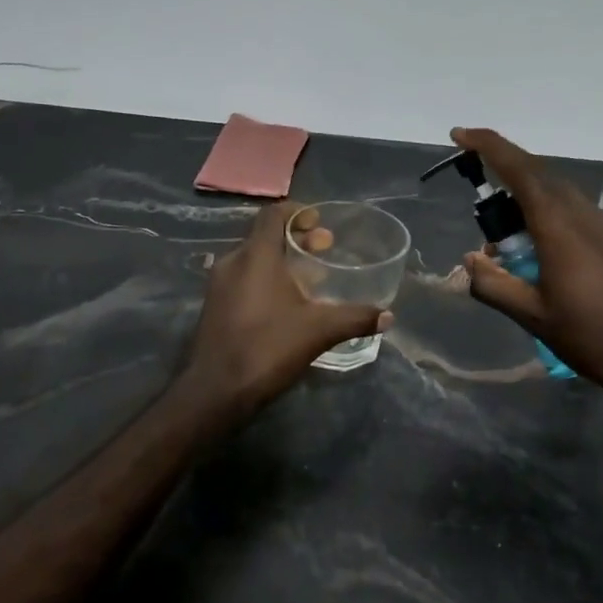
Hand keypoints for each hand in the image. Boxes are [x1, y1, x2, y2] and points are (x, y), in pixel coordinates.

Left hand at [180, 200, 392, 416]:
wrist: (216, 391)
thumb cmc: (267, 348)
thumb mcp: (319, 331)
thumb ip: (355, 318)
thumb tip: (388, 316)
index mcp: (256, 256)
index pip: (273, 214)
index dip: (297, 212)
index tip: (319, 220)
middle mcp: (233, 262)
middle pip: (265, 236)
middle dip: (296, 238)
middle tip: (325, 247)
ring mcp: (219, 285)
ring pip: (253, 259)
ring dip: (281, 260)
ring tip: (311, 277)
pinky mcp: (214, 307)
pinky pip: (243, 279)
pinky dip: (266, 279)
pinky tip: (286, 303)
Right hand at [453, 126, 602, 397]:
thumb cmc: (590, 335)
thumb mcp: (532, 315)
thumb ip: (493, 285)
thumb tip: (469, 262)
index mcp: (557, 225)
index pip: (518, 169)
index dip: (487, 147)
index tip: (459, 136)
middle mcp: (579, 213)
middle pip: (536, 172)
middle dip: (501, 165)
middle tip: (471, 177)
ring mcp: (599, 224)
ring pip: (553, 190)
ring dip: (521, 192)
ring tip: (497, 223)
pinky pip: (567, 208)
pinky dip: (541, 209)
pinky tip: (531, 241)